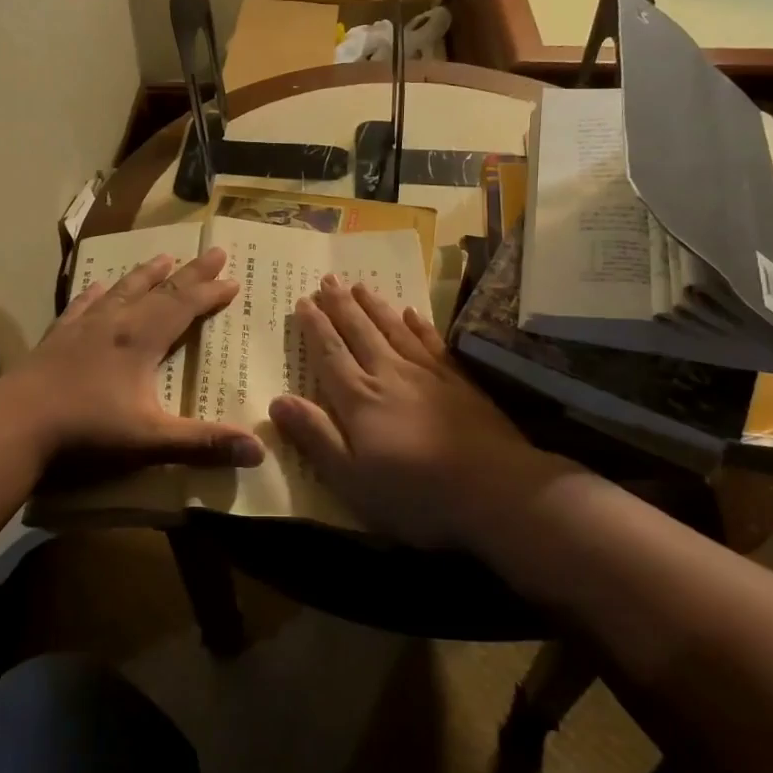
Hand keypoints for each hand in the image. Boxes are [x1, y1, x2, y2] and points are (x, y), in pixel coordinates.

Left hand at [1, 247, 265, 472]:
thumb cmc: (86, 431)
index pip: (184, 306)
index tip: (233, 280)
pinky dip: (95, 294)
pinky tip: (96, 287)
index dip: (210, 293)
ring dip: (145, 274)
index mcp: (141, 340)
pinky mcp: (56, 338)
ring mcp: (82, 328)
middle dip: (189, 273)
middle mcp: (115, 324)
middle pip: (159, 290)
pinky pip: (81, 306)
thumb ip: (202, 443)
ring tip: (162, 257)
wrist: (14, 424)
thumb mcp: (150, 440)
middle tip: (213, 253)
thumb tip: (258, 450)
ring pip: (121, 290)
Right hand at [269, 276, 561, 548]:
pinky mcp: (458, 381)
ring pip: (393, 329)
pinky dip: (418, 325)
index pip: (330, 354)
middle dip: (341, 306)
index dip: (315, 327)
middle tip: (328, 278)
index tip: (303, 301)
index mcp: (360, 400)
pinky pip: (431, 342)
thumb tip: (277, 400)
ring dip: (374, 306)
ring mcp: (428, 374)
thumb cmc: (415, 494)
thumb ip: (315, 436)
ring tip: (360, 285)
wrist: (495, 490)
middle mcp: (390, 375)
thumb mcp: (351, 478)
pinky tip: (411, 312)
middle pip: (360, 332)